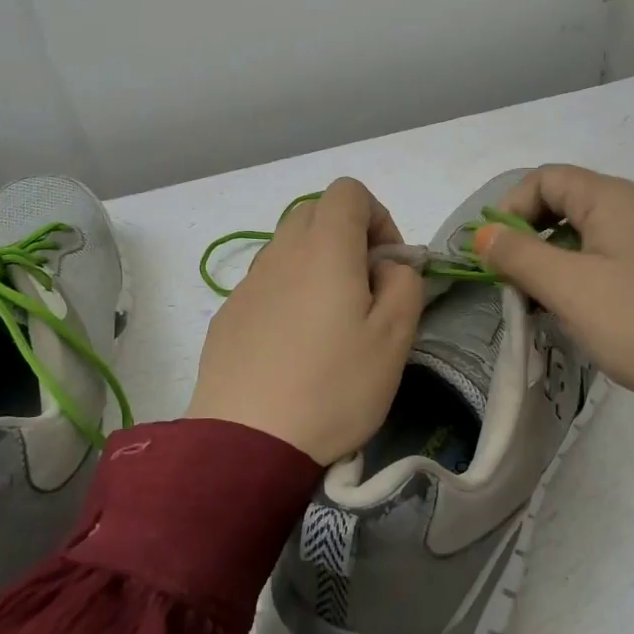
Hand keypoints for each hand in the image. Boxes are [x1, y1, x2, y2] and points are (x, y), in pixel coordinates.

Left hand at [188, 178, 424, 463]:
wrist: (247, 442)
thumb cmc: (333, 387)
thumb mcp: (395, 338)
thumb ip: (404, 284)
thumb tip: (388, 266)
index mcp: (325, 248)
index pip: (348, 191)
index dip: (377, 216)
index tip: (387, 264)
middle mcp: (281, 252)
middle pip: (314, 212)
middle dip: (347, 236)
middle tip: (364, 289)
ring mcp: (248, 282)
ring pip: (288, 247)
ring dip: (316, 265)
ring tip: (329, 323)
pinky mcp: (228, 313)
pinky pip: (266, 282)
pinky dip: (288, 293)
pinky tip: (294, 346)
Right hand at [471, 164, 633, 399]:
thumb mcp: (567, 287)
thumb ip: (518, 255)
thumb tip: (483, 234)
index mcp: (611, 198)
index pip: (544, 179)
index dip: (510, 208)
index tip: (494, 251)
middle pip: (562, 204)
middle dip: (527, 238)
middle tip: (512, 280)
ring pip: (582, 235)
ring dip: (550, 261)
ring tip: (540, 303)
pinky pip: (605, 258)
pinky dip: (578, 276)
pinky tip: (576, 312)